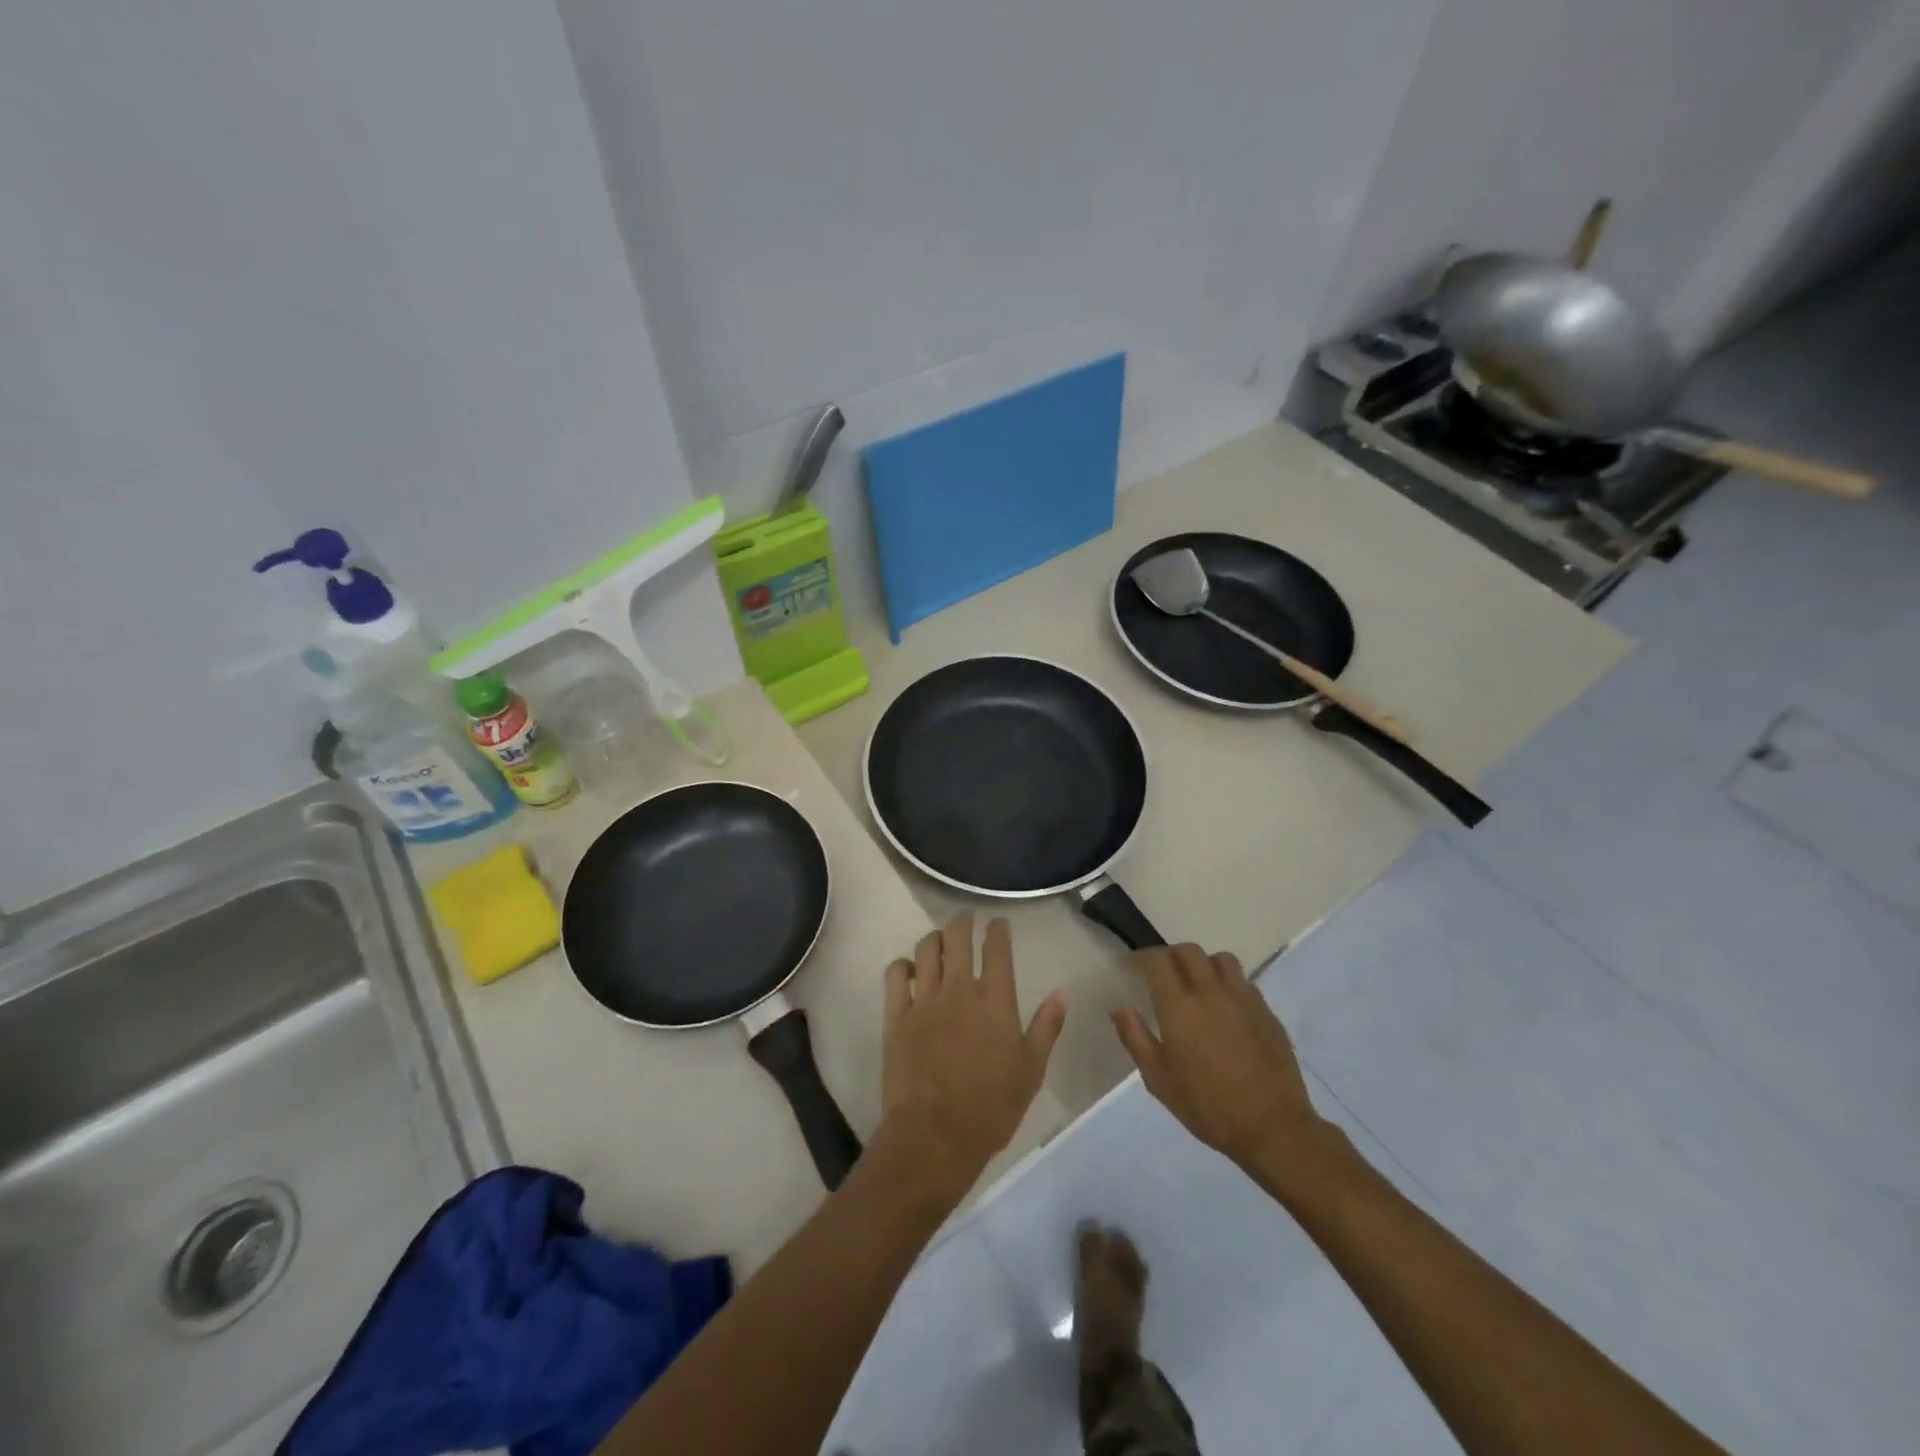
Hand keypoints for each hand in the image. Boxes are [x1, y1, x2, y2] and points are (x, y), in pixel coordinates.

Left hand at [880, 914, 1065, 1194]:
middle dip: (963, 921)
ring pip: (926, 948)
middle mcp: (960, 990)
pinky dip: (903, 965)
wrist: (936, 1136)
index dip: (998, 929)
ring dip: (935, 938)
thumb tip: (1061, 994)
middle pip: (958, 937)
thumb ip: (1046, 1028)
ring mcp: (925, 1000)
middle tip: (966, 919)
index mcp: (996, 1001)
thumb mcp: (1031, 1071)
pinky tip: (909, 970)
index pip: (997, 949)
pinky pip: (896, 974)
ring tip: (940, 940)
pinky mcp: (897, 1015)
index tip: (998, 922)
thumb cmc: (991, 1109)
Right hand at [1111, 944, 1328, 1173]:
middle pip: (1188, 951)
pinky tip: (1226, 1009)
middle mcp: (1211, 992)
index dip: (1141, 958)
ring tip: (1197, 985)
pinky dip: (1228, 984)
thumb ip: (1135, 1038)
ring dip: (1203, 964)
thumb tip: (1119, 1008)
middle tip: (1161, 974)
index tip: (1131, 967)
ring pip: (1220, 960)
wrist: (1273, 1128)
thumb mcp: (1159, 1080)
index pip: (1157, 961)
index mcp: (1179, 1006)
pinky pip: (1244, 982)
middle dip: (1170, 955)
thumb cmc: (1208, 1106)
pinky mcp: (1267, 1012)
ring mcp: (1243, 999)